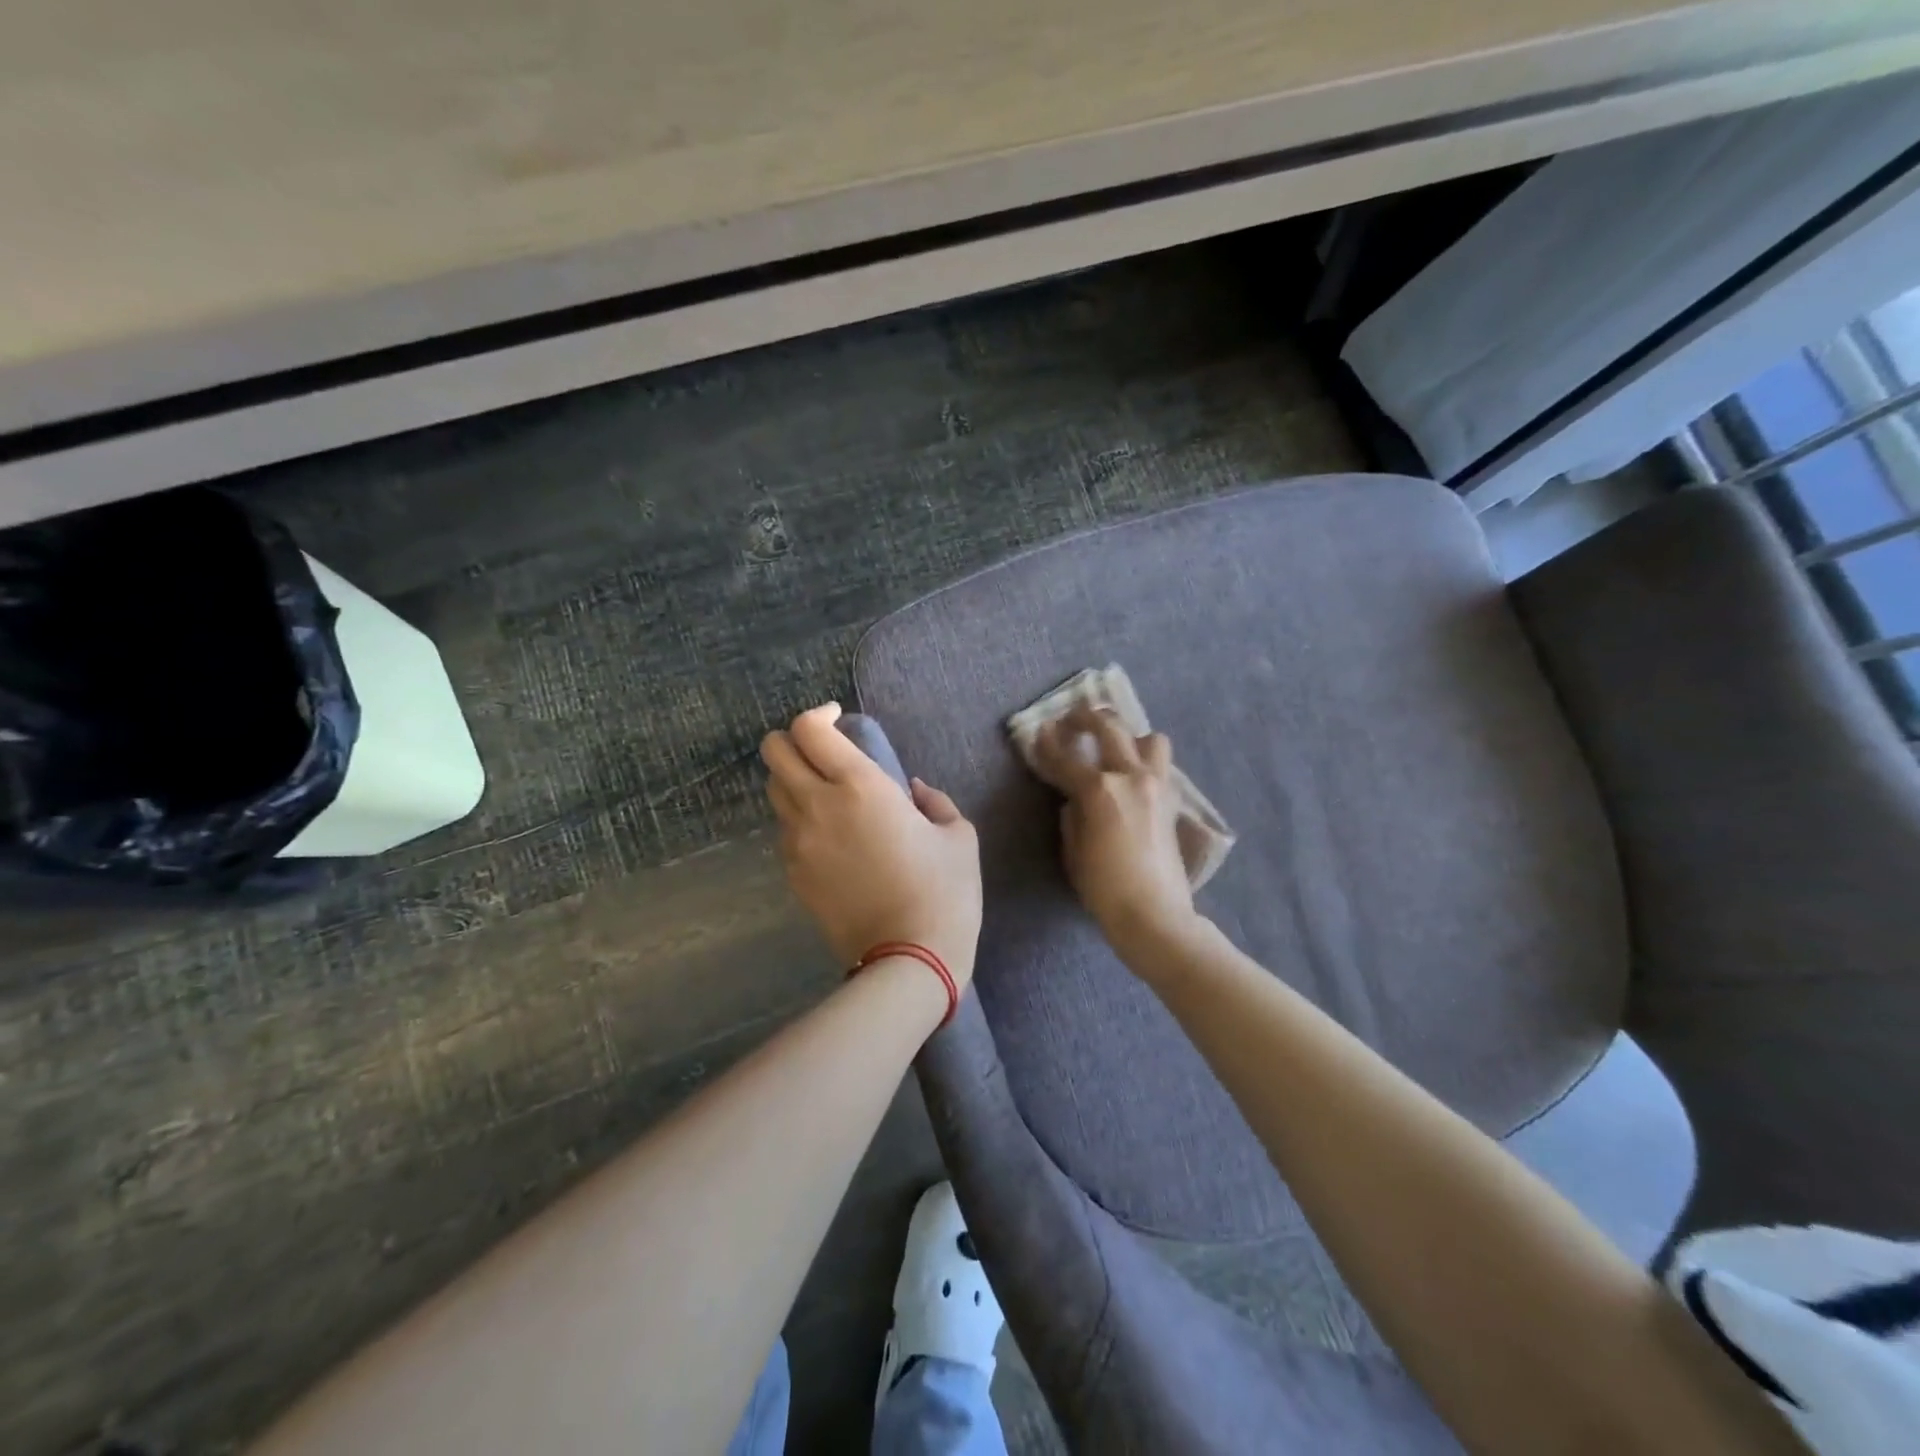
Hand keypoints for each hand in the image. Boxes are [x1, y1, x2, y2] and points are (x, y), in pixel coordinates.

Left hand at [762, 703, 982, 989]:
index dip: (819, 714)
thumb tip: (914, 791)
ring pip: (775, 790)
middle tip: (823, 749)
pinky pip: (785, 830)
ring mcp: (798, 843)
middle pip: (774, 752)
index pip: (809, 729)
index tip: (839, 719)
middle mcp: (818, 806)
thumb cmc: (944, 891)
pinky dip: (801, 819)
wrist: (909, 959)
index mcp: (860, 786)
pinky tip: (832, 837)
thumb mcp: (958, 836)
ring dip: (795, 779)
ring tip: (828, 793)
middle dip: (793, 739)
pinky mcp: (793, 875)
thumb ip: (935, 801)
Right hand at [1031, 704, 1195, 953]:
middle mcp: (1130, 777)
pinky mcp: (1172, 800)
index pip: (1065, 758)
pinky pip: (1160, 764)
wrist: (1155, 915)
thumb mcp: (1074, 852)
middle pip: (1108, 728)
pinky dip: (1143, 760)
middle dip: (1085, 718)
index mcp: (1098, 790)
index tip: (1037, 732)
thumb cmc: (1104, 890)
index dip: (1047, 744)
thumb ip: (1072, 817)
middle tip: (1070, 721)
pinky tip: (1130, 774)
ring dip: (1127, 735)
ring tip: (1113, 747)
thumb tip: (1076, 800)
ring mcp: (1156, 785)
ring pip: (1147, 738)